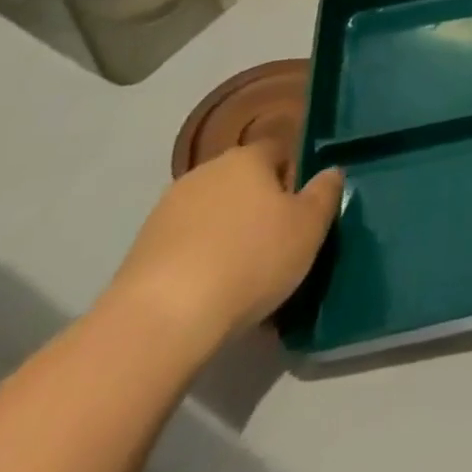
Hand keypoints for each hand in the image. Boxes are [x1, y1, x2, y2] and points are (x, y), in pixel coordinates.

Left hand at [102, 142, 343, 352]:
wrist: (160, 321)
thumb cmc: (250, 261)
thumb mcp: (309, 227)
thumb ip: (326, 193)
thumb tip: (331, 172)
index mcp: (247, 158)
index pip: (279, 150)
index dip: (293, 178)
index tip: (299, 216)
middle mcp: (206, 172)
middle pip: (243, 182)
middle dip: (258, 208)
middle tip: (275, 248)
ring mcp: (167, 210)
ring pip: (212, 215)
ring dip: (227, 236)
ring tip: (240, 281)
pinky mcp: (140, 249)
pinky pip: (185, 246)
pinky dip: (198, 262)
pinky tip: (208, 297)